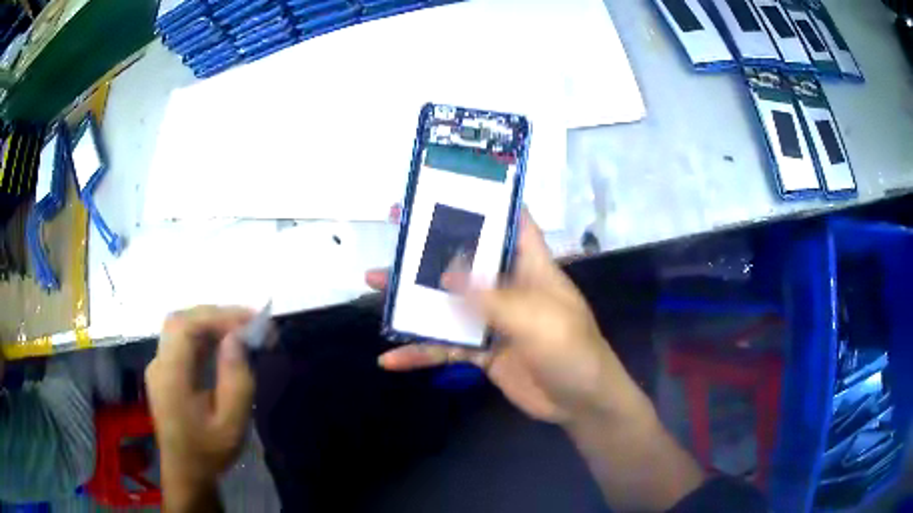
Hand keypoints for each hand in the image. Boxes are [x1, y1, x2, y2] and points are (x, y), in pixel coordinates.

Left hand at [145, 306, 255, 508]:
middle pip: (181, 320)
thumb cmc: (210, 451)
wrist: (186, 471)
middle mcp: (159, 363)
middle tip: (249, 323)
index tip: (251, 322)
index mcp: (170, 377)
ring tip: (242, 330)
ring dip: (211, 322)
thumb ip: (236, 380)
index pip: (186, 327)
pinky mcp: (164, 370)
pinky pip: (182, 341)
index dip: (218, 316)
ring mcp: (159, 365)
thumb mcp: (232, 423)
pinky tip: (223, 343)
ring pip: (181, 327)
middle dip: (216, 314)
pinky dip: (204, 334)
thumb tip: (236, 338)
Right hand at [367, 212, 643, 424]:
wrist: (580, 402)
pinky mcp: (482, 352)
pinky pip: (446, 346)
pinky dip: (420, 352)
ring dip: (413, 299)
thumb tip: (444, 273)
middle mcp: (509, 287)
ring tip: (373, 288)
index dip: (488, 204)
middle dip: (431, 250)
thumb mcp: (535, 318)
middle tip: (394, 238)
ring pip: (447, 303)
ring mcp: (493, 320)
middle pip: (465, 260)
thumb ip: (490, 296)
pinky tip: (391, 359)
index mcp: (531, 267)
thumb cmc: (571, 350)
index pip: (512, 222)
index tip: (452, 191)